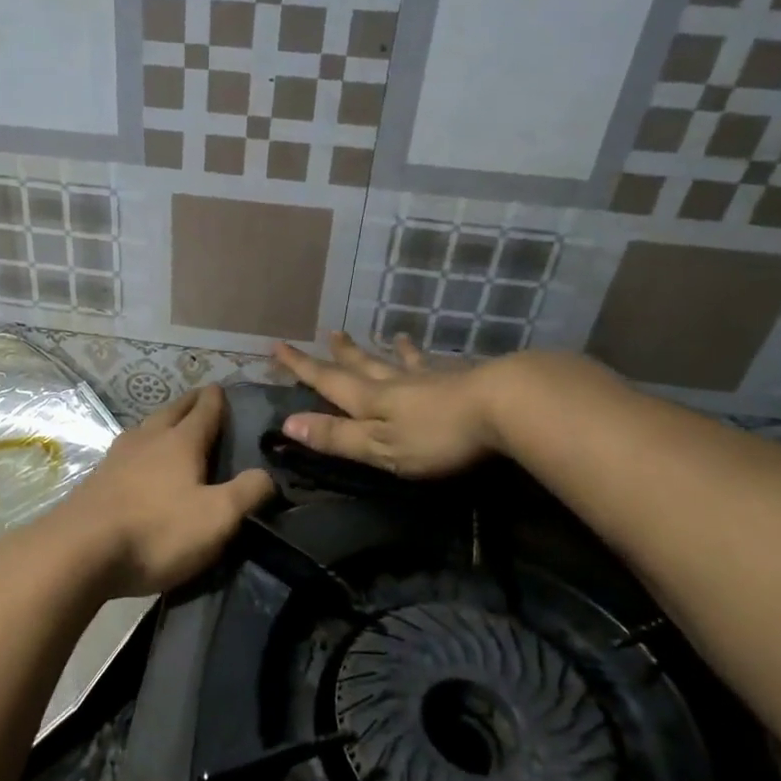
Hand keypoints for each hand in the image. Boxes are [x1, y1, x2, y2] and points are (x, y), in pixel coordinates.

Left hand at [54, 385, 275, 597]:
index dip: (215, 399)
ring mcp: (117, 458)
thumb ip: (247, 493)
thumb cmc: (157, 531)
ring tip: (169, 425)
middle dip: (188, 403)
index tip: (220, 388)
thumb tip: (267, 475)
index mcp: (180, 442)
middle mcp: (148, 440)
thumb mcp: (217, 518)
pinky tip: (137, 461)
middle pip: (171, 412)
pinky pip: (126, 451)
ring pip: (145, 428)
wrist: (80, 551)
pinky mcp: (97, 480)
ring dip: (161, 422)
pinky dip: (140, 447)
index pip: (204, 411)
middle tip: (200, 398)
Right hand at [273, 332, 504, 477]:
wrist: (502, 407)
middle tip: (330, 334)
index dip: (302, 367)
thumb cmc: (434, 435)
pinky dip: (429, 359)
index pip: (327, 381)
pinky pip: (438, 365)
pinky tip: (438, 355)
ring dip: (389, 351)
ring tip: (390, 336)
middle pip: (363, 365)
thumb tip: (288, 423)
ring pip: (401, 362)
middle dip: (343, 354)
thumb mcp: (378, 445)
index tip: (279, 346)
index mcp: (370, 400)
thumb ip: (337, 436)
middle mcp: (395, 383)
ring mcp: (431, 379)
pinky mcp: (463, 382)